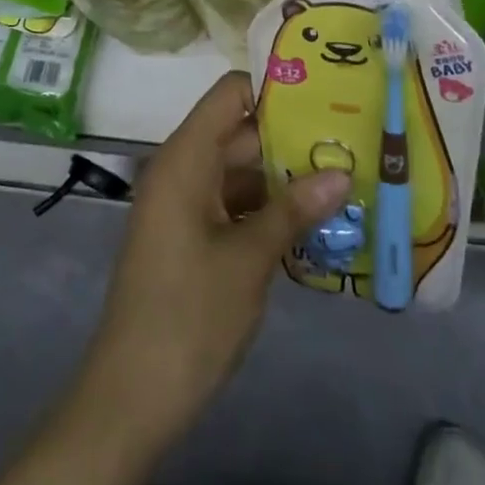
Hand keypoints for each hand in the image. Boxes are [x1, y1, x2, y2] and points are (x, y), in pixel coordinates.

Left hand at [75, 72, 349, 453]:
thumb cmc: (190, 315)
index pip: (230, 95)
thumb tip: (341, 173)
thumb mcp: (250, 259)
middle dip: (292, 138)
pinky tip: (313, 222)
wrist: (132, 396)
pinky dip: (267, 208)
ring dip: (284, 177)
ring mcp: (184, 205)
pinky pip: (231, 203)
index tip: (326, 95)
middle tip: (352, 141)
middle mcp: (182, 170)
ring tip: (345, 178)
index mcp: (185, 158)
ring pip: (239, 171)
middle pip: (239, 132)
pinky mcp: (189, 237)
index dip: (274, 89)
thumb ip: (294, 209)